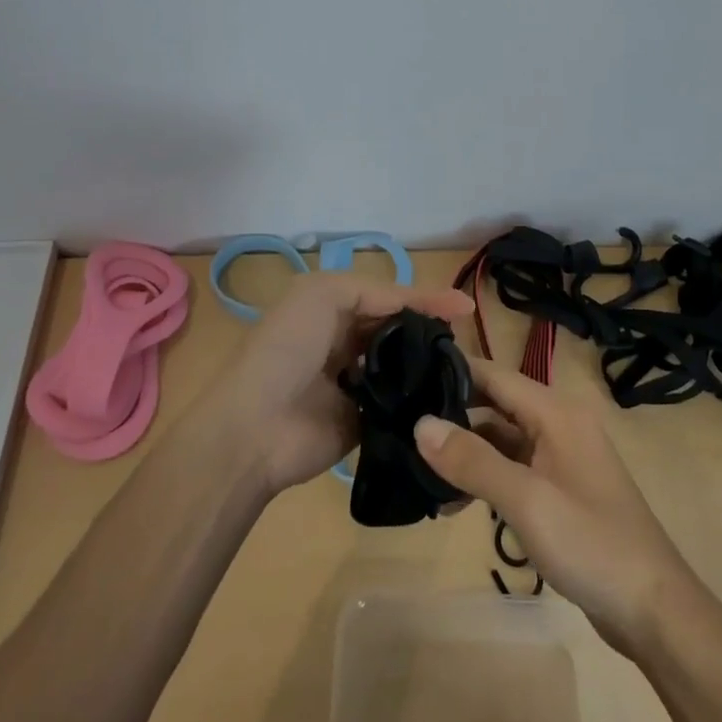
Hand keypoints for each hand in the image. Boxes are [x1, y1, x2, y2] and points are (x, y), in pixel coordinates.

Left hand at [202, 272, 472, 494]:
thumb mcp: (323, 295)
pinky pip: (400, 408)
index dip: (426, 299)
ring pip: (403, 368)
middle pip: (399, 332)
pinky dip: (421, 402)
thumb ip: (376, 292)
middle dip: (431, 332)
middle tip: (467, 341)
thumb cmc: (287, 349)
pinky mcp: (365, 423)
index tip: (468, 309)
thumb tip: (426, 304)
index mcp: (334, 308)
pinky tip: (450, 399)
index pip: (390, 298)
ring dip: (429, 366)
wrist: (253, 429)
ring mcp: (357, 384)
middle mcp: (346, 342)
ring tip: (466, 368)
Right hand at [414, 357, 692, 653]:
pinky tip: (455, 502)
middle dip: (453, 414)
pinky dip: (486, 477)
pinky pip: (514, 468)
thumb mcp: (526, 500)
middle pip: (496, 404)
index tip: (405, 378)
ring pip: (502, 439)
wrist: (654, 609)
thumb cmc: (591, 544)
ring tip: (419, 469)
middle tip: (402, 426)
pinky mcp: (561, 489)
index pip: (494, 374)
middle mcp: (559, 423)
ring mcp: (561, 457)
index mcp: (556, 411)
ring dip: (466, 452)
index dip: (452, 372)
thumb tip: (420, 424)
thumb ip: (473, 460)